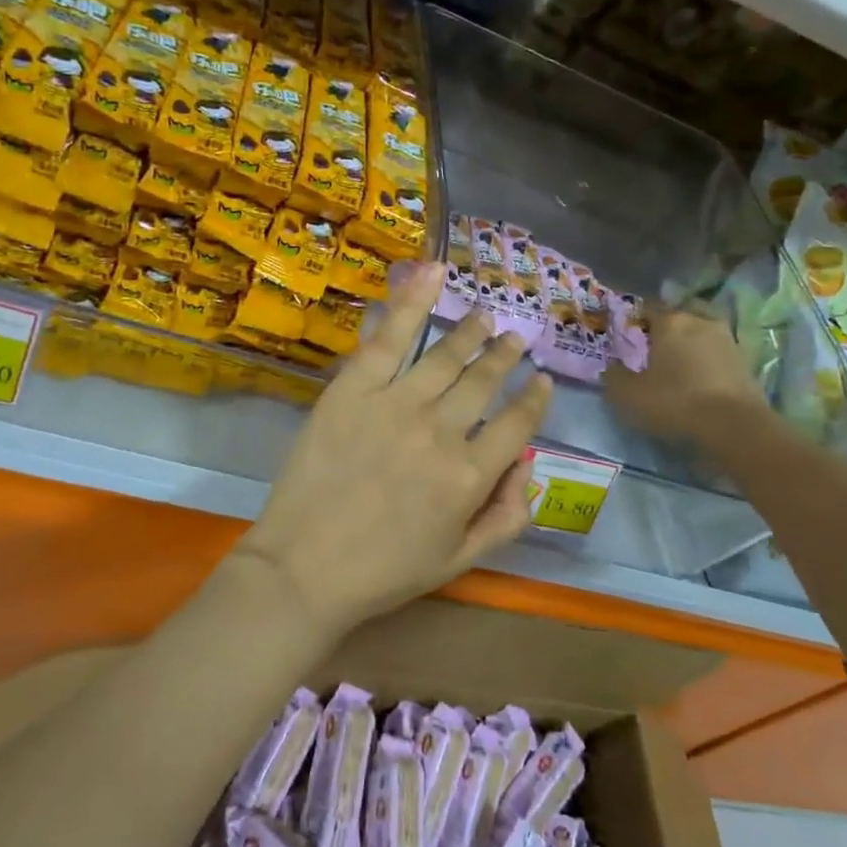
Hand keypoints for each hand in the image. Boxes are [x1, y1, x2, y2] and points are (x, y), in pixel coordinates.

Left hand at [238, 263, 552, 638]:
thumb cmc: (383, 572)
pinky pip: (389, 339)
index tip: (541, 380)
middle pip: (484, 382)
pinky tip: (432, 275)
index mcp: (471, 476)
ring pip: (446, 356)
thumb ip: (506, 517)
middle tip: (514, 338)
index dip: (534, 399)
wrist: (304, 568)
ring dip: (471, 333)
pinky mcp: (353, 389)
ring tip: (484, 317)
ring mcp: (396, 404)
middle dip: (505, 357)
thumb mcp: (459, 561)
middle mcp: (442, 431)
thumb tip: (529, 469)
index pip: (517, 425)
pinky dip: (412, 302)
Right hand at [604, 304, 764, 442]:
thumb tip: (612, 367)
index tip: (628, 338)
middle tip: (655, 349)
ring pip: (701, 332)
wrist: (734, 425)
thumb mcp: (628, 394)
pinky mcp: (745, 360)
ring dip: (690, 343)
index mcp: (670, 321)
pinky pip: (717, 352)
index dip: (635, 321)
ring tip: (679, 365)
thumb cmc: (675, 401)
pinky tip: (699, 378)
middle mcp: (699, 320)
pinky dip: (707, 360)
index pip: (647, 308)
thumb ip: (614, 376)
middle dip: (667, 328)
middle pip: (678, 316)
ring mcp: (726, 338)